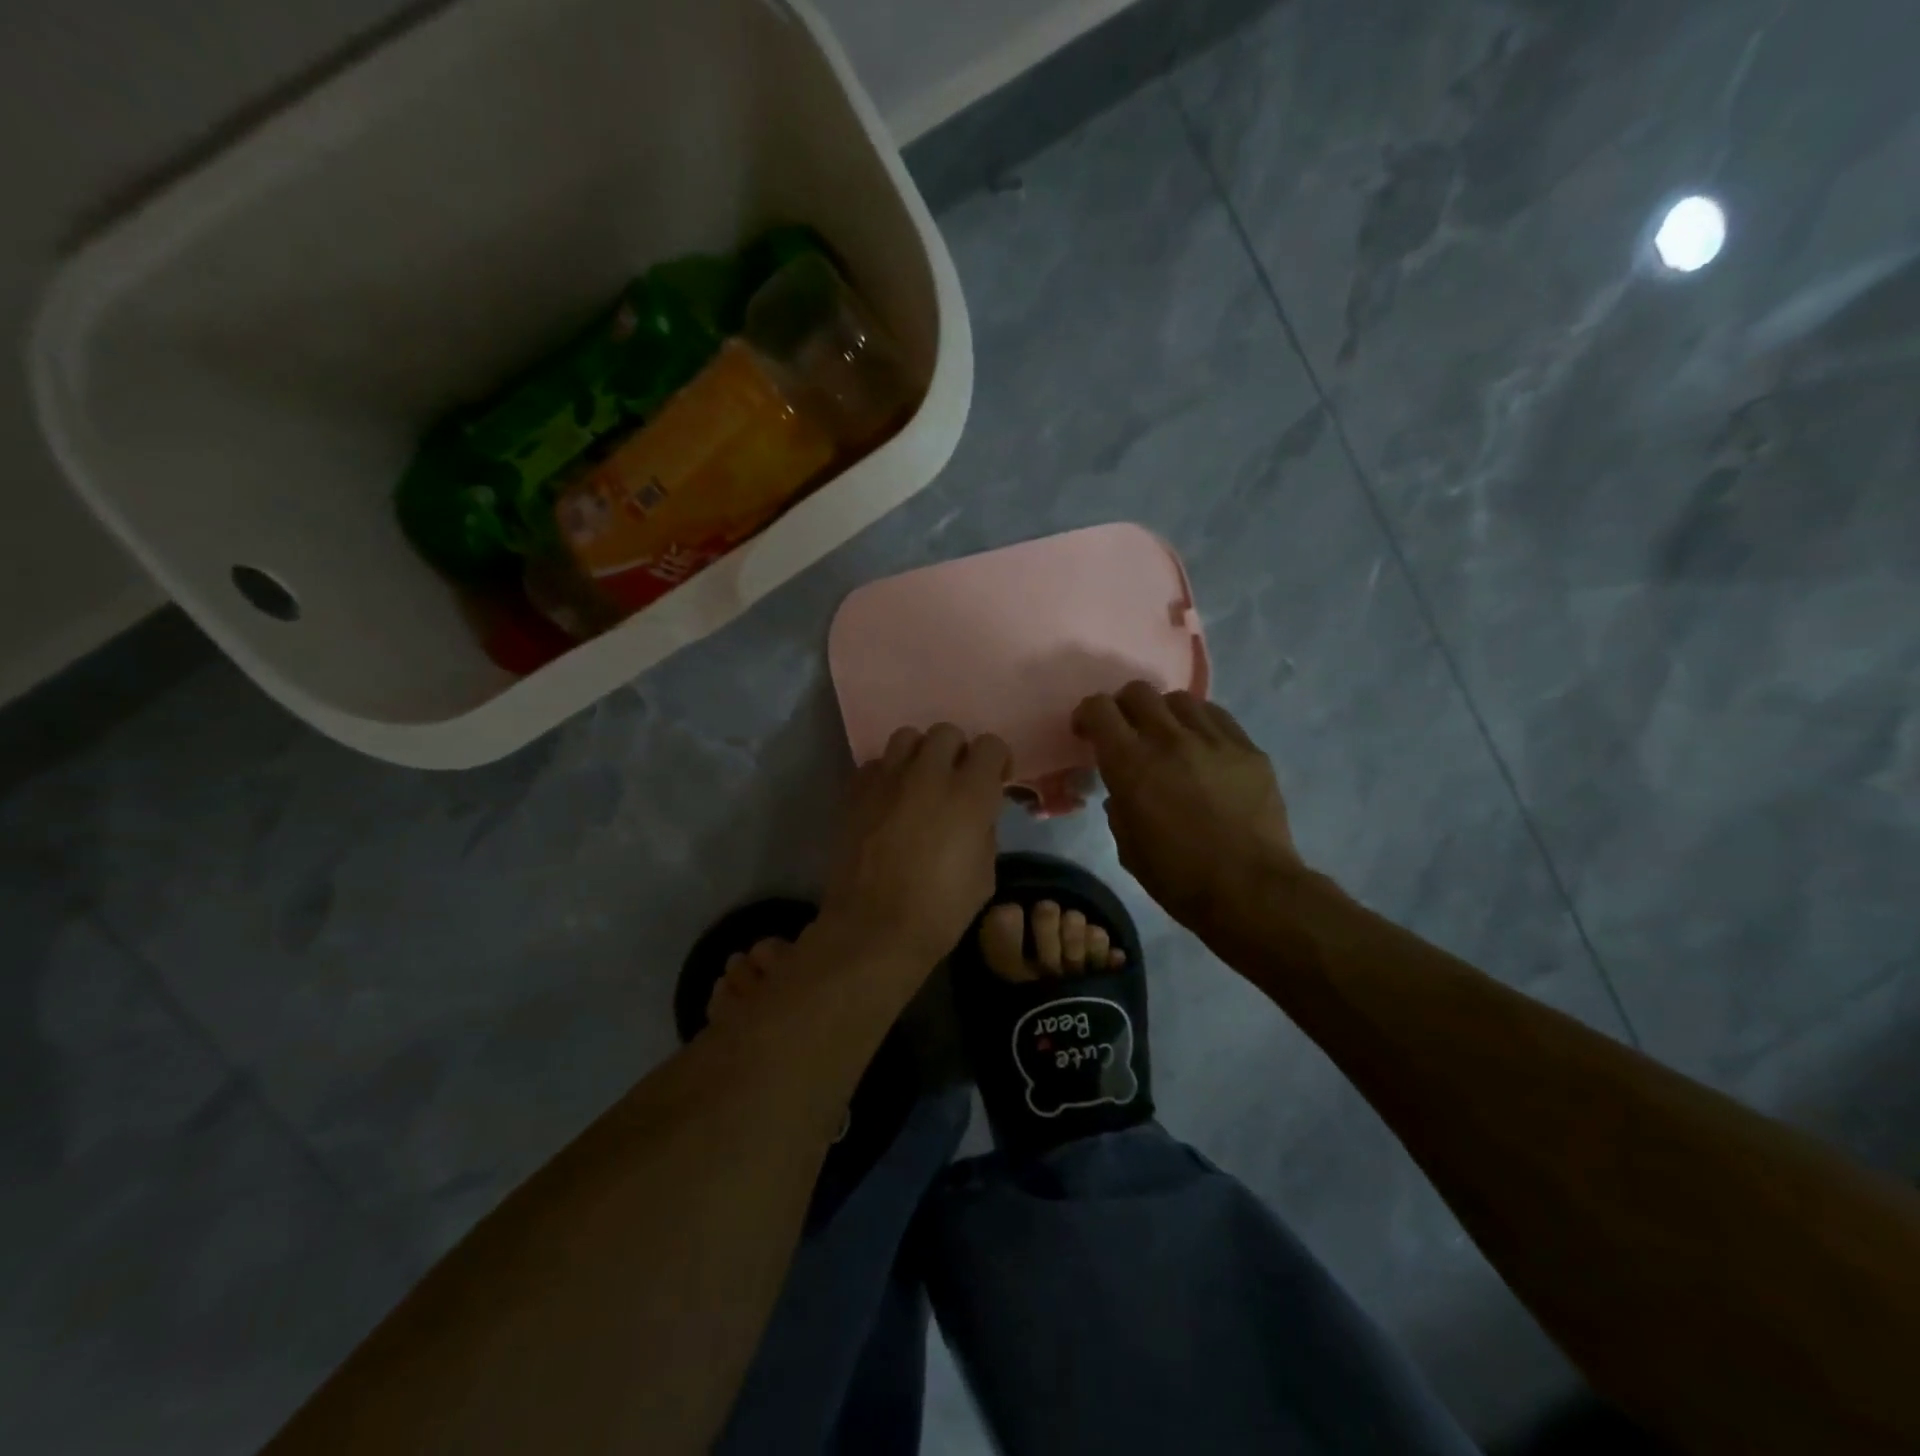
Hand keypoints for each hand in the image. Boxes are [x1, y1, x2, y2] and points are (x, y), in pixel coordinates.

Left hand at [821, 725, 1011, 967]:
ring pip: (907, 737)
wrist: (875, 928)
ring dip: (920, 755)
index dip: (997, 761)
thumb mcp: (984, 873)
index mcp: (970, 794)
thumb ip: (985, 830)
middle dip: (957, 752)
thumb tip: (977, 814)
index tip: (996, 781)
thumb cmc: (941, 910)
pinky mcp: (856, 792)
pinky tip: (889, 800)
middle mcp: (929, 774)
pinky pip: (875, 764)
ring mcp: (888, 779)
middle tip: (956, 781)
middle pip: (947, 732)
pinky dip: (887, 774)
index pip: (991, 745)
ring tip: (919, 783)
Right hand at [1072, 683, 1305, 930]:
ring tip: (1169, 738)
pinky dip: (1200, 725)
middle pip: (1139, 692)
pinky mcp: (1248, 750)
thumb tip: (1121, 793)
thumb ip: (1118, 808)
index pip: (1100, 709)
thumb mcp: (1127, 847)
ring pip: (1180, 699)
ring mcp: (1214, 740)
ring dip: (1164, 714)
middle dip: (1124, 707)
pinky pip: (1218, 718)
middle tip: (1126, 731)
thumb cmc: (1178, 877)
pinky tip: (1202, 748)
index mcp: (1131, 764)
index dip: (1087, 714)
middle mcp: (1170, 740)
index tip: (1086, 733)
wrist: (1250, 891)